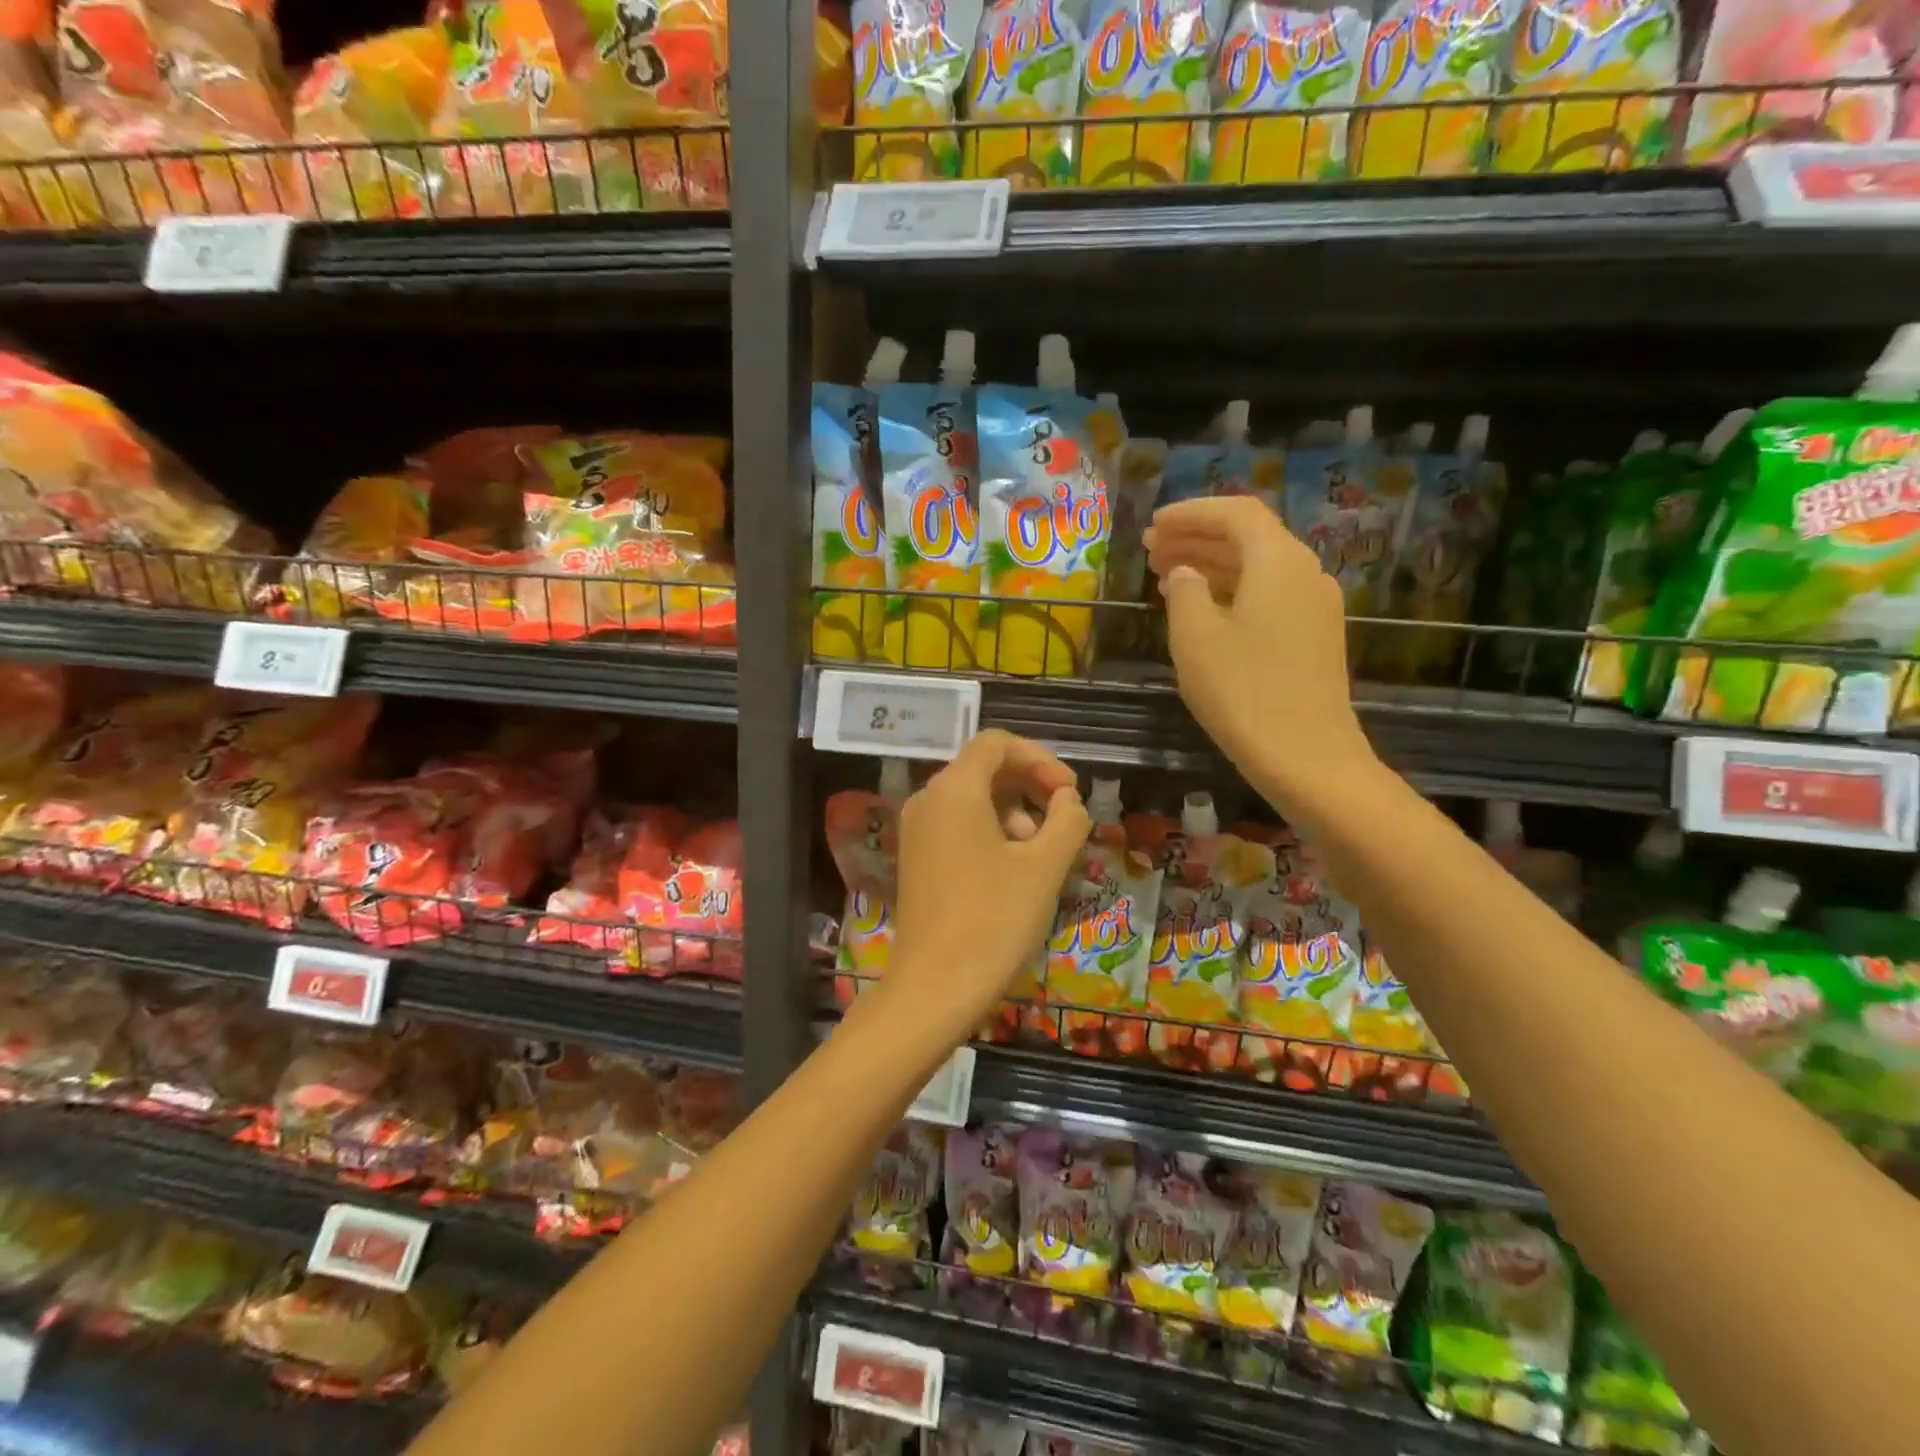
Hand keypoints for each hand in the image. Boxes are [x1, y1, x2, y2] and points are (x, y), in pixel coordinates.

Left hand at [883, 729, 1089, 1049]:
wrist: (935, 987)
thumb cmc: (994, 919)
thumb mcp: (1044, 867)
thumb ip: (1066, 821)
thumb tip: (1068, 800)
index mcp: (954, 789)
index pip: (997, 743)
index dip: (1040, 758)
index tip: (1069, 791)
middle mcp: (928, 800)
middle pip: (983, 769)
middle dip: (1029, 785)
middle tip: (1064, 819)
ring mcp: (917, 831)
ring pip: (972, 799)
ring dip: (1014, 812)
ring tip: (1042, 853)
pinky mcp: (917, 859)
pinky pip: (957, 825)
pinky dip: (990, 832)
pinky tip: (1014, 869)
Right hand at [1145, 496, 1373, 798]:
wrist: (1306, 756)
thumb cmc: (1242, 691)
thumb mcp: (1195, 637)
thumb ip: (1185, 591)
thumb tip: (1185, 573)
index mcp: (1278, 560)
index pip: (1235, 513)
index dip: (1190, 513)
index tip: (1153, 524)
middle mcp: (1305, 571)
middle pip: (1249, 537)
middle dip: (1198, 538)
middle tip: (1151, 549)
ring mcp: (1315, 605)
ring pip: (1258, 567)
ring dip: (1212, 565)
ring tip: (1167, 575)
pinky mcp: (1314, 636)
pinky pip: (1268, 594)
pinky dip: (1232, 591)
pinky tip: (1202, 609)